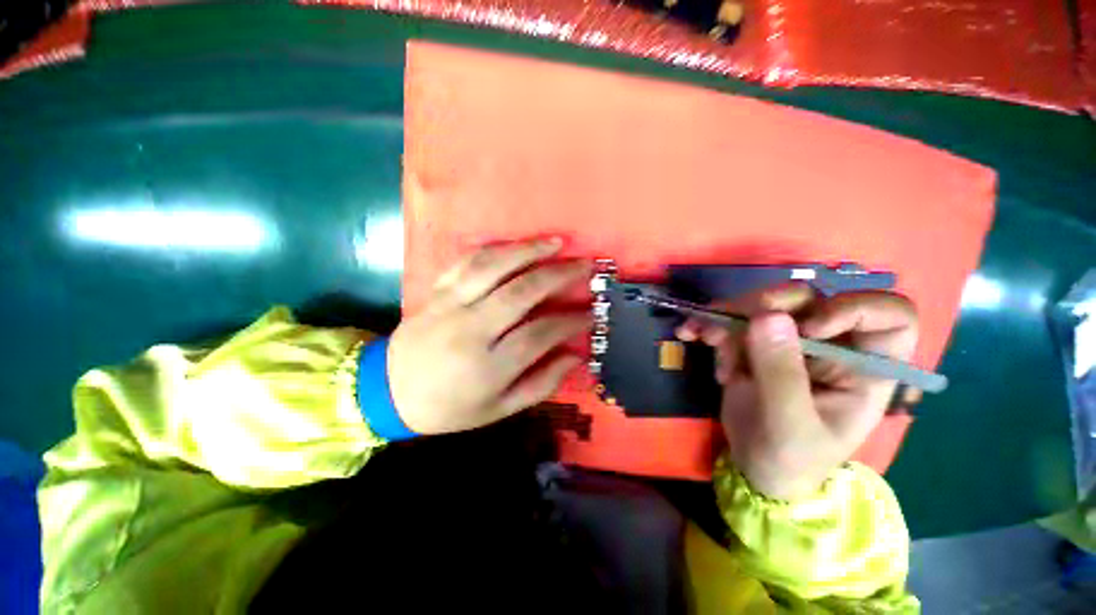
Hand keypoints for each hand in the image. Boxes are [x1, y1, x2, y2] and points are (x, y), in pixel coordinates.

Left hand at [387, 239, 590, 434]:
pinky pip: (467, 262)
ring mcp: (450, 305)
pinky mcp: (436, 291)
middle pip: (521, 292)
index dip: (571, 320)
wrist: (388, 392)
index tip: (590, 312)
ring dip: (528, 251)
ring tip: (556, 243)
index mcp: (488, 367)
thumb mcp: (500, 409)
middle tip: (584, 265)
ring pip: (493, 267)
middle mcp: (471, 330)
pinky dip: (495, 249)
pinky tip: (516, 245)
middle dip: (558, 275)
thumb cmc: (450, 407)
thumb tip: (575, 356)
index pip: (540, 334)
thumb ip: (542, 383)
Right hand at [677, 287, 918, 499]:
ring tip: (705, 338)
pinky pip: (733, 320)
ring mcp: (789, 343)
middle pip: (810, 300)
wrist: (755, 466)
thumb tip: (768, 316)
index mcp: (864, 370)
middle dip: (767, 305)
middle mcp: (831, 347)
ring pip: (764, 306)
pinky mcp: (755, 344)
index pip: (889, 317)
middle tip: (733, 324)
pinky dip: (708, 322)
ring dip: (728, 317)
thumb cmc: (790, 459)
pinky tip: (690, 333)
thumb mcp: (788, 424)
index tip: (810, 327)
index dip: (855, 308)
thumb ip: (781, 374)